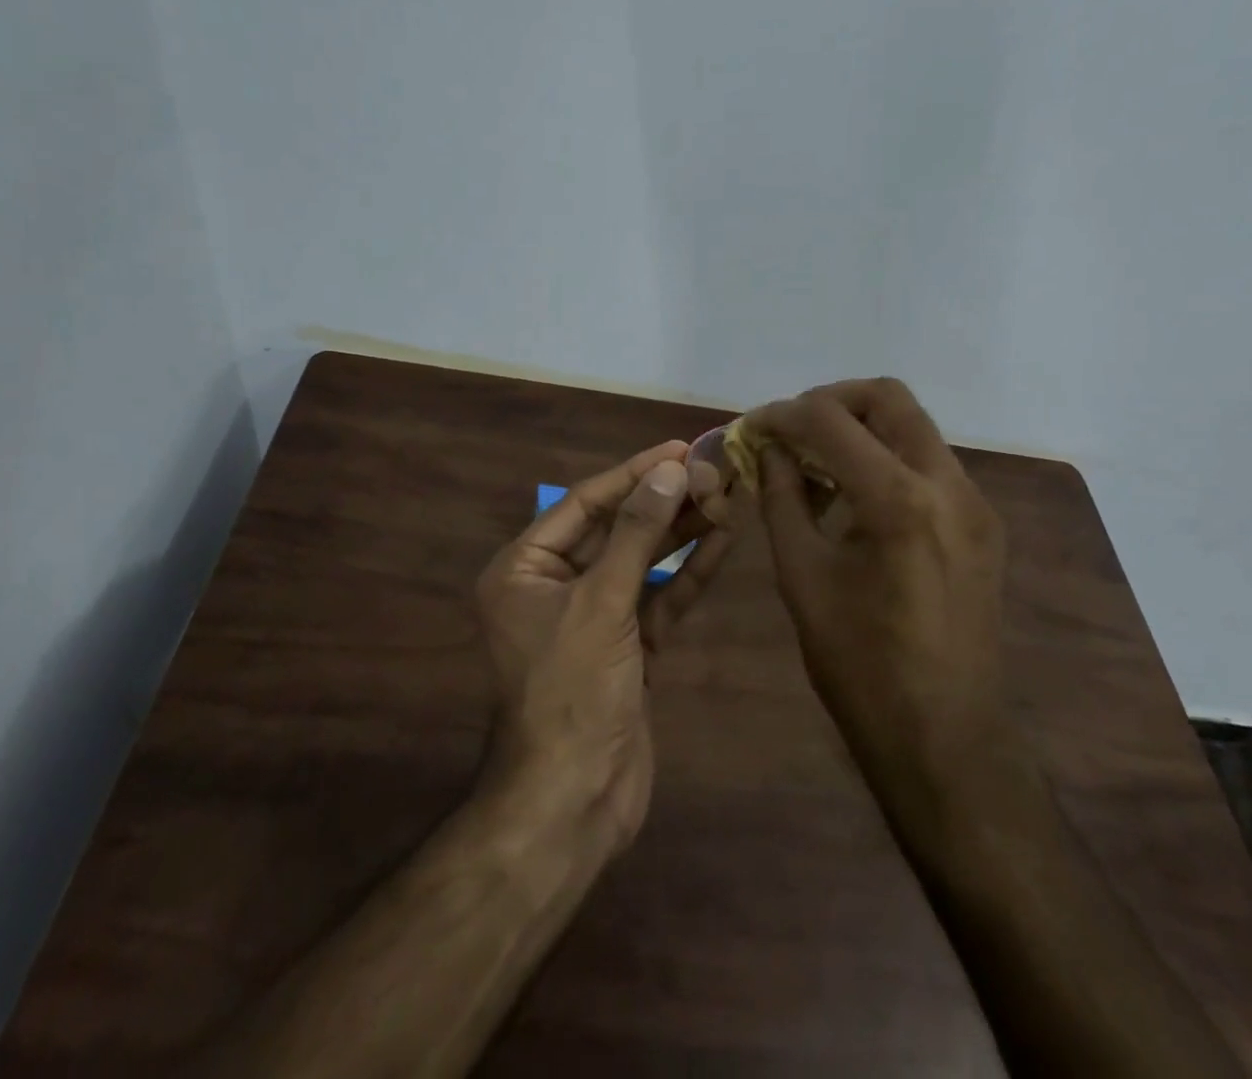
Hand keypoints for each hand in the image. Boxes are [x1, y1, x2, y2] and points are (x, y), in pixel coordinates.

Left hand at [472, 441, 729, 852]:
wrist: (573, 802)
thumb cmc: (572, 690)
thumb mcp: (602, 603)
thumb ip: (637, 534)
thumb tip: (669, 470)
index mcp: (525, 568)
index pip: (585, 503)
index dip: (634, 473)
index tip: (679, 449)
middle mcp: (555, 585)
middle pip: (617, 528)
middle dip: (664, 501)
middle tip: (714, 472)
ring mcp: (595, 617)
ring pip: (643, 562)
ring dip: (682, 532)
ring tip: (726, 495)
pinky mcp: (628, 646)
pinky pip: (659, 598)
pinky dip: (688, 573)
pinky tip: (723, 540)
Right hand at [748, 379, 1014, 808]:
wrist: (944, 737)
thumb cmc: (859, 664)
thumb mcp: (802, 576)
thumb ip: (782, 498)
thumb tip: (769, 450)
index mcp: (898, 501)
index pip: (830, 420)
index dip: (782, 415)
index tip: (751, 428)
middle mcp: (948, 486)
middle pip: (888, 398)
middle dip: (831, 401)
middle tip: (791, 430)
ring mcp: (975, 503)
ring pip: (913, 427)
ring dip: (860, 429)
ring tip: (816, 463)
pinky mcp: (983, 524)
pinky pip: (929, 463)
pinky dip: (886, 458)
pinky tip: (854, 496)